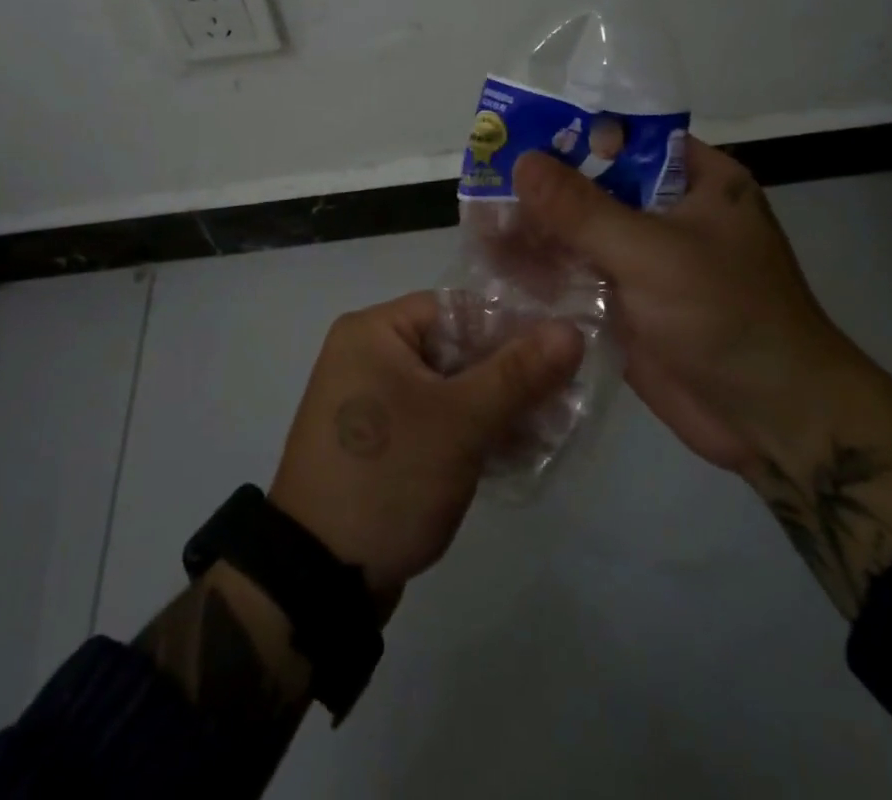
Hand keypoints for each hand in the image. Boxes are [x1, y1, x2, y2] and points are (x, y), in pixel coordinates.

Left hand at [268, 292, 584, 603]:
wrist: (319, 581)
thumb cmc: (389, 477)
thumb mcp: (460, 422)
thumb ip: (518, 373)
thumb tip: (571, 329)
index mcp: (374, 331)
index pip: (458, 310)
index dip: (511, 330)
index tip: (560, 359)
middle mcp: (368, 356)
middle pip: (456, 349)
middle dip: (508, 377)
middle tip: (562, 401)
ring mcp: (372, 402)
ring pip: (450, 389)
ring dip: (495, 408)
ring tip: (547, 432)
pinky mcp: (380, 442)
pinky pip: (435, 420)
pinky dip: (470, 432)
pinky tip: (513, 455)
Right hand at [512, 137, 858, 475]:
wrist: (774, 422)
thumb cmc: (727, 315)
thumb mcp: (653, 252)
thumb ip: (583, 209)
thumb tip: (523, 160)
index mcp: (697, 182)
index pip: (627, 139)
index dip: (574, 135)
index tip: (518, 136)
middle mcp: (670, 214)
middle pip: (597, 187)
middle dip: (544, 188)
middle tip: (484, 182)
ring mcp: (647, 263)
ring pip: (582, 234)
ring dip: (538, 231)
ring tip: (479, 223)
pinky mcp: (629, 306)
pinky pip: (579, 277)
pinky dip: (544, 272)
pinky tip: (496, 266)